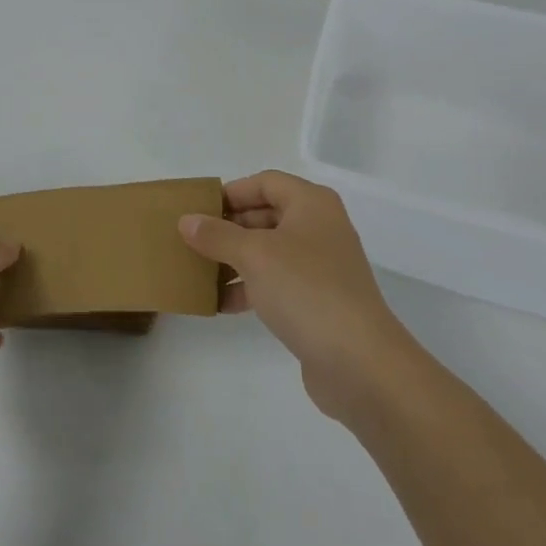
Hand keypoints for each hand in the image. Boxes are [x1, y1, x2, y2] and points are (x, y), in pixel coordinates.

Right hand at [181, 171, 413, 422]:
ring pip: (269, 251)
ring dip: (235, 260)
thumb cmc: (306, 290)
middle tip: (192, 241)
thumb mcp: (255, 255)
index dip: (231, 192)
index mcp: (311, 204)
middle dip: (229, 228)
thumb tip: (186, 220)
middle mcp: (319, 227)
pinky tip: (222, 304)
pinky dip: (250, 288)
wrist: (359, 362)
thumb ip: (217, 235)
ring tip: (199, 273)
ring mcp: (321, 266)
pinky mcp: (318, 301)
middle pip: (266, 215)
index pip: (265, 182)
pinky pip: (277, 283)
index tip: (198, 210)